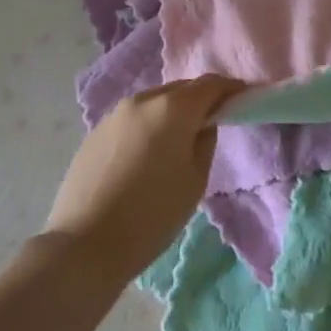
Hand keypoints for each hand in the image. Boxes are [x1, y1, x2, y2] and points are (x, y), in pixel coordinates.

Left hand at [43, 75, 241, 282]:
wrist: (85, 245)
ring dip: (173, 111)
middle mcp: (142, 100)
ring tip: (180, 137)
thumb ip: (205, 142)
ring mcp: (114, 114)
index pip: (210, 84)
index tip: (245, 98)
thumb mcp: (195, 181)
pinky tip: (149, 153)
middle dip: (201, 99)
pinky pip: (133, 119)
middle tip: (215, 119)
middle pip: (180, 89)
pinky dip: (149, 125)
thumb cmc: (152, 215)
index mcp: (172, 108)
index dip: (231, 89)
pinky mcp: (95, 132)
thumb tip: (202, 125)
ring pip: (154, 102)